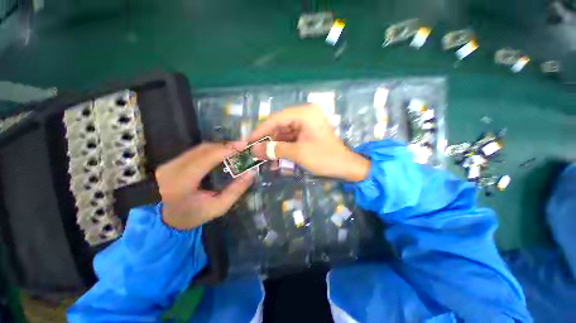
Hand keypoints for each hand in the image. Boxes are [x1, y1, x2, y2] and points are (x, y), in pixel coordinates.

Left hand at [155, 143, 254, 229]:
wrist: (164, 219)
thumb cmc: (193, 215)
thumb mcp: (218, 207)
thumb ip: (236, 191)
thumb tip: (251, 173)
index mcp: (181, 183)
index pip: (205, 159)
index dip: (225, 150)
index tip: (243, 146)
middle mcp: (172, 169)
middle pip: (203, 150)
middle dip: (225, 146)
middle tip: (243, 146)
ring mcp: (170, 164)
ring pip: (199, 148)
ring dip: (220, 147)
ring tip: (236, 149)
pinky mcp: (172, 161)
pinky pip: (196, 151)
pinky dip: (212, 149)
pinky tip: (223, 152)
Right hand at [249, 104, 369, 181]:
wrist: (346, 167)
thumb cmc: (325, 158)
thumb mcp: (298, 153)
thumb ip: (275, 150)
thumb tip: (253, 150)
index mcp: (305, 113)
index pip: (276, 119)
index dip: (261, 130)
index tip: (249, 141)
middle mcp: (305, 114)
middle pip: (279, 125)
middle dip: (267, 139)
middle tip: (255, 150)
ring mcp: (306, 124)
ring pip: (284, 132)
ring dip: (274, 144)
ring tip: (263, 156)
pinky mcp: (307, 133)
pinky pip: (291, 138)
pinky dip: (282, 146)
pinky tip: (275, 155)